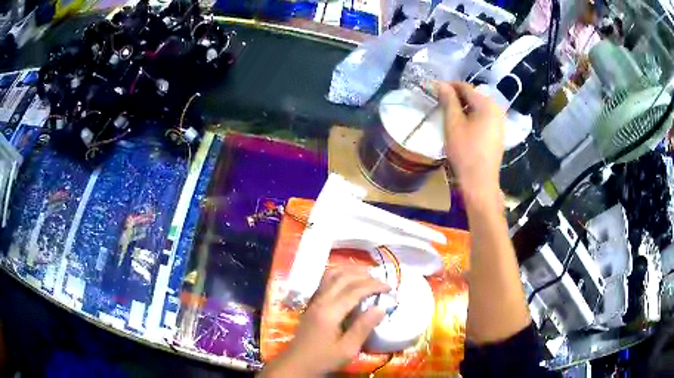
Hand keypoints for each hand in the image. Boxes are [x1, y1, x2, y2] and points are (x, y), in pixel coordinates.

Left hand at [261, 267, 389, 376]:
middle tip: (381, 282)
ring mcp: (314, 301)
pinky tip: (349, 281)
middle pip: (342, 278)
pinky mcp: (311, 304)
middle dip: (364, 276)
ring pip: (331, 276)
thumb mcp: (348, 349)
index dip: (373, 285)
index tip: (390, 287)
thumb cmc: (324, 359)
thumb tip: (381, 307)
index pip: (354, 290)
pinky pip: (325, 281)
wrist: (297, 364)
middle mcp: (320, 301)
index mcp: (330, 312)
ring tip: (367, 277)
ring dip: (350, 272)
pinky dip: (340, 275)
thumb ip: (364, 327)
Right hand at [435, 82, 505, 200]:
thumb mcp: (453, 123)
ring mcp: (499, 122)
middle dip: (456, 97)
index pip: (464, 86)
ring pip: (478, 107)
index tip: (433, 91)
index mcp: (486, 103)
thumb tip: (441, 84)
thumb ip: (448, 100)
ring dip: (463, 107)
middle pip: (473, 95)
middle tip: (440, 103)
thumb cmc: (465, 151)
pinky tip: (463, 126)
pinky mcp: (499, 133)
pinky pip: (484, 117)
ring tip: (449, 115)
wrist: (480, 181)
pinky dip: (472, 116)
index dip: (448, 86)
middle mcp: (496, 108)